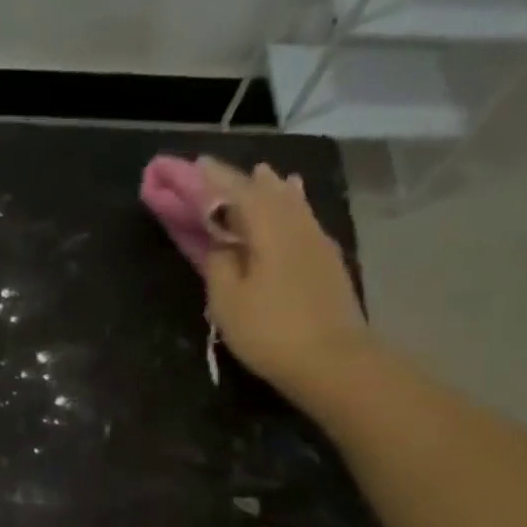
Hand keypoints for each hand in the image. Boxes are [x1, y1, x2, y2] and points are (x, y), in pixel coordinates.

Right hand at [197, 158, 370, 396]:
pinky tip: (293, 202)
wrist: (332, 361)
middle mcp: (296, 225)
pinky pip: (304, 218)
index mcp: (268, 229)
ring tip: (263, 175)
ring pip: (291, 202)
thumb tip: (220, 243)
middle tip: (219, 173)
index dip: (213, 179)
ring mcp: (317, 242)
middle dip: (242, 180)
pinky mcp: (327, 262)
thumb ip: (219, 264)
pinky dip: (291, 205)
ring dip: (272, 188)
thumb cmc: (270, 331)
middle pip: (267, 192)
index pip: (236, 193)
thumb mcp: (228, 301)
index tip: (194, 165)